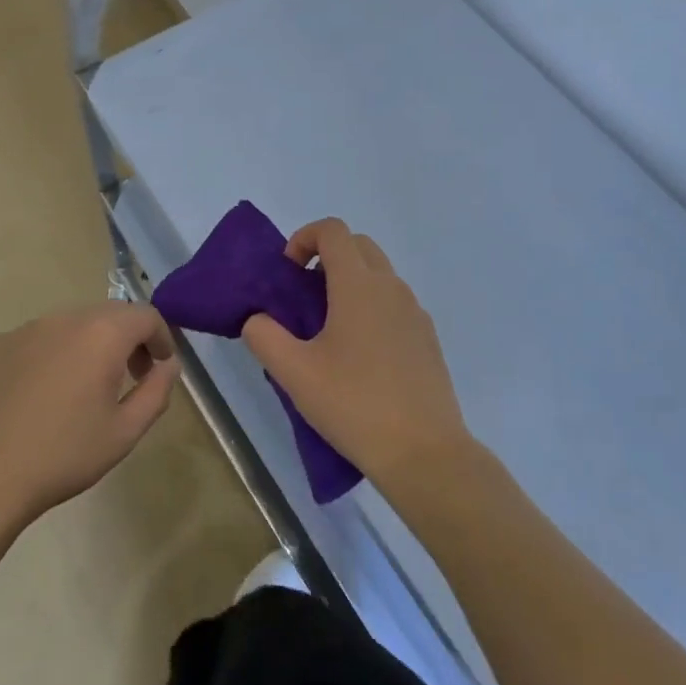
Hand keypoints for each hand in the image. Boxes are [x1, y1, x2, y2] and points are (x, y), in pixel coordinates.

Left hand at [0, 302, 182, 537]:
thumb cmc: (61, 455)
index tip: (161, 367)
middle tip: (132, 377)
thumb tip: (168, 365)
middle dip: (129, 339)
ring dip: (92, 345)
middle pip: (110, 314)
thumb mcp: (124, 432)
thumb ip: (156, 392)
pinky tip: (45, 395)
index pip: (146, 315)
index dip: (162, 337)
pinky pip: (41, 338)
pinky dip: (57, 353)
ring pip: (74, 324)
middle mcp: (65, 317)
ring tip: (87, 389)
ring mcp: (26, 328)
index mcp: (101, 333)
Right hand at [243, 219, 470, 491]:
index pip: (333, 230)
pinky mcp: (428, 339)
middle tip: (304, 294)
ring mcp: (415, 313)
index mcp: (358, 285)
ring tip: (328, 329)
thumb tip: (257, 319)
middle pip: (358, 245)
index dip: (304, 237)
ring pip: (379, 275)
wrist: (425, 454)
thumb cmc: (354, 405)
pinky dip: (372, 307)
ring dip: (350, 282)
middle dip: (327, 256)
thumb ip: (264, 337)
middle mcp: (391, 288)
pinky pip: (395, 304)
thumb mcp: (294, 373)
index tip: (288, 271)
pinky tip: (360, 356)